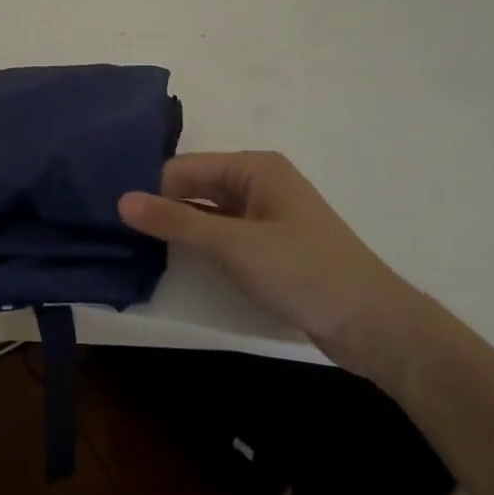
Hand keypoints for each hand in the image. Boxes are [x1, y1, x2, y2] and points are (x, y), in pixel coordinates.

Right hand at [119, 151, 423, 378]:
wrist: (375, 326)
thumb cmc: (305, 271)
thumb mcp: (234, 244)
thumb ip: (176, 221)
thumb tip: (121, 200)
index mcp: (254, 167)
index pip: (185, 168)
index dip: (153, 190)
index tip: (118, 217)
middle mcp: (258, 183)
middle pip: (195, 187)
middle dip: (162, 207)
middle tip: (118, 231)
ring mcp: (265, 216)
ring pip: (207, 213)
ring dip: (179, 228)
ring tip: (134, 246)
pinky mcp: (269, 247)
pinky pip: (222, 236)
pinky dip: (200, 245)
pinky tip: (172, 260)